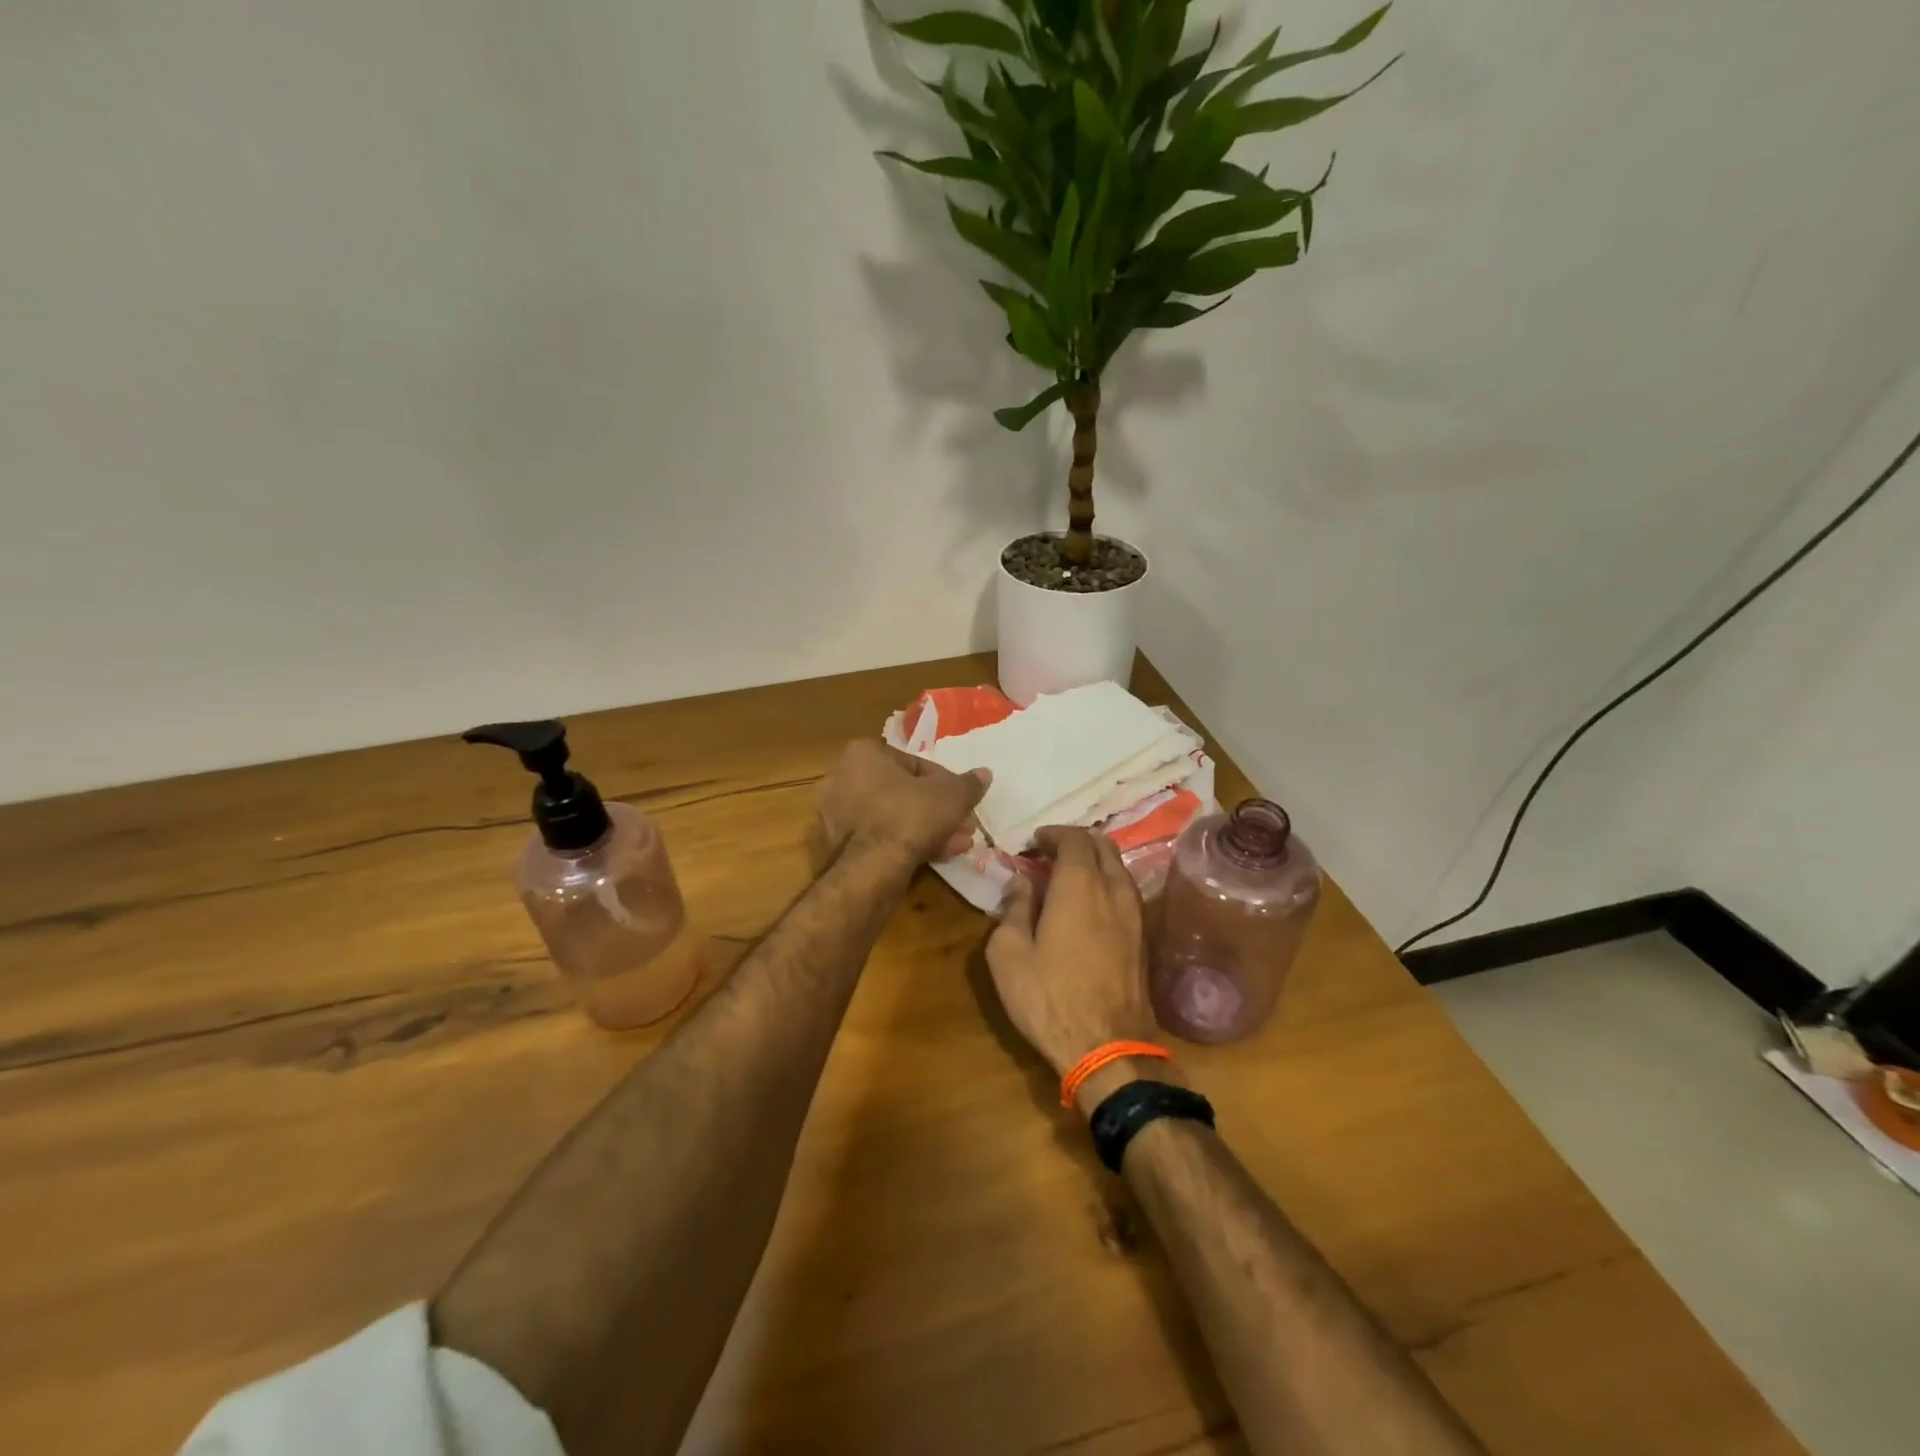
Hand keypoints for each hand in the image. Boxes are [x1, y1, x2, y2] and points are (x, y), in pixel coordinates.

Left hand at [811, 740, 989, 870]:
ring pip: (894, 817)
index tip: (964, 801)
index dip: (947, 783)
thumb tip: (985, 774)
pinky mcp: (838, 846)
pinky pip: (880, 837)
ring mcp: (836, 814)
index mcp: (863, 754)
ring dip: (929, 828)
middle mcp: (842, 778)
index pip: (915, 764)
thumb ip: (969, 784)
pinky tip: (938, 855)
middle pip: (904, 792)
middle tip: (964, 825)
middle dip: (938, 810)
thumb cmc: (909, 815)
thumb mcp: (950, 796)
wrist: (871, 868)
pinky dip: (907, 843)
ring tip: (958, 844)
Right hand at [985, 826, 1156, 1088]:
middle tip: (1050, 854)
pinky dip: (1107, 884)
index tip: (1034, 842)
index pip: (1074, 839)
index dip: (1053, 834)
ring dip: (1095, 862)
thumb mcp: (1008, 953)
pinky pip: (1126, 892)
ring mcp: (1135, 914)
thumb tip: (1023, 883)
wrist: (1108, 1048)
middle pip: (1103, 846)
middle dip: (1076, 842)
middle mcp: (1113, 890)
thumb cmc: (1049, 997)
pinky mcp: (1144, 938)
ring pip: (1119, 868)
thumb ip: (1014, 908)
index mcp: (1079, 885)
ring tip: (1069, 877)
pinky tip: (1089, 905)